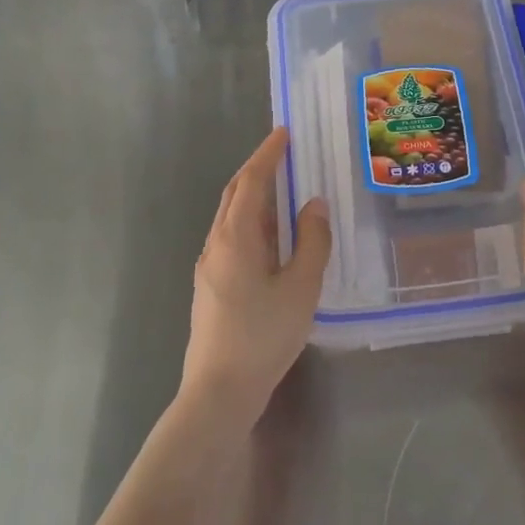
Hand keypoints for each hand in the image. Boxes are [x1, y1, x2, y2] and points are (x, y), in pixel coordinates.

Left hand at [182, 128, 330, 426]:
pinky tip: (271, 237)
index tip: (284, 133)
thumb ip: (312, 242)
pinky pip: (232, 237)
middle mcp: (216, 243)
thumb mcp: (301, 288)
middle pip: (235, 194)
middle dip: (258, 169)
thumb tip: (314, 204)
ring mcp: (209, 265)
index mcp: (236, 237)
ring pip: (231, 217)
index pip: (252, 181)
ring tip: (283, 189)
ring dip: (254, 196)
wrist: (219, 390)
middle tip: (285, 154)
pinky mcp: (211, 285)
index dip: (268, 154)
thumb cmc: (263, 336)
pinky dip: (252, 222)